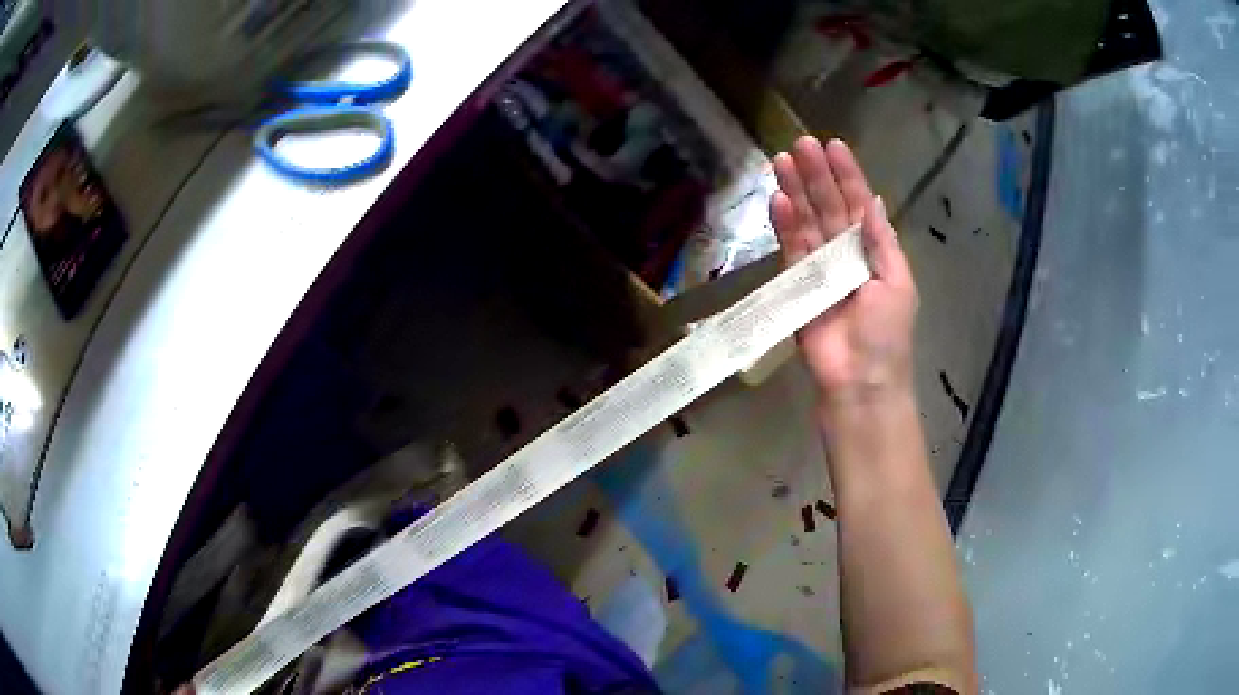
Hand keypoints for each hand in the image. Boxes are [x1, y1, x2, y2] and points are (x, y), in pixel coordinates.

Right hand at [769, 136, 917, 404]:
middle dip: (816, 174)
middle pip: (828, 206)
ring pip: (806, 221)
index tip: (833, 145)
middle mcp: (845, 253)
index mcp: (874, 251)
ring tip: (780, 160)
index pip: (859, 204)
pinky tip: (777, 200)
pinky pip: (790, 249)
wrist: (861, 382)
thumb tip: (873, 200)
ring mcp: (819, 268)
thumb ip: (882, 241)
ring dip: (795, 191)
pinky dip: (784, 225)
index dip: (848, 175)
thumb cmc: (887, 334)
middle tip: (800, 143)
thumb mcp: (898, 283)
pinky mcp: (796, 285)